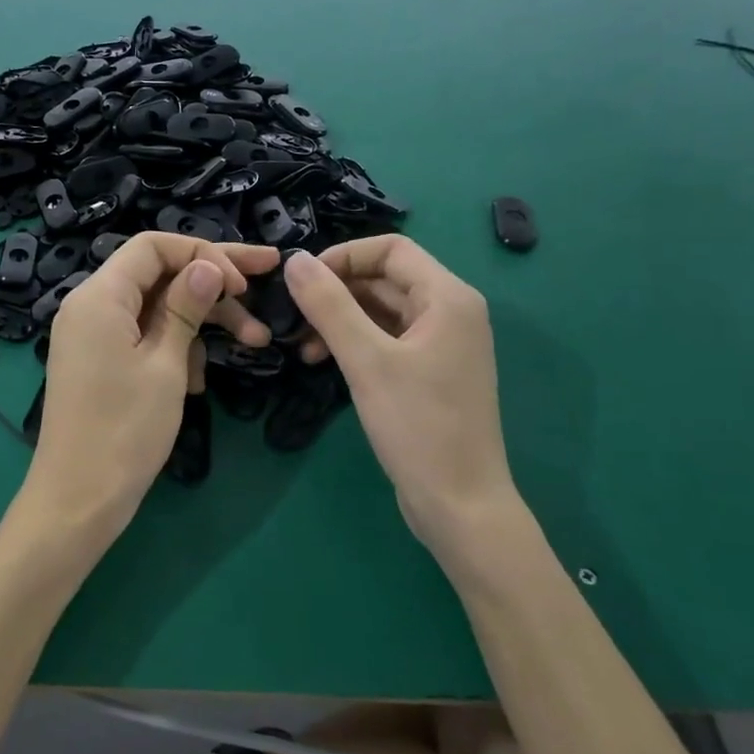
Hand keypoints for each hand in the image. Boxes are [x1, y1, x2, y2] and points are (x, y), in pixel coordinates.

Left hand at [17, 232, 278, 549]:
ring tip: (252, 344)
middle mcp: (89, 306)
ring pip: (155, 308)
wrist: (78, 499)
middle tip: (265, 289)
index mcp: (99, 296)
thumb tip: (208, 265)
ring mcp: (92, 336)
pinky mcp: (99, 361)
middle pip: (158, 273)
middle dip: (212, 283)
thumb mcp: (166, 364)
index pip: (154, 246)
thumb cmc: (125, 430)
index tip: (245, 281)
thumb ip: (185, 307)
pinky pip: (142, 337)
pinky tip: (197, 383)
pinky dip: (175, 349)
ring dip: (200, 323)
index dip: (204, 253)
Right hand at [284, 238, 518, 541]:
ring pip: (382, 311)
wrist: (459, 504)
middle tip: (294, 318)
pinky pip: (387, 340)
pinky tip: (325, 363)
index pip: (391, 249)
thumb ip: (329, 305)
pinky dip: (355, 343)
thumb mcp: (367, 361)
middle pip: (385, 278)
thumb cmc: (418, 426)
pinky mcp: (430, 373)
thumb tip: (294, 259)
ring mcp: (442, 345)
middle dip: (337, 291)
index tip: (302, 282)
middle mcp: (451, 312)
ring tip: (303, 348)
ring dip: (341, 320)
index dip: (343, 256)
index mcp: (448, 297)